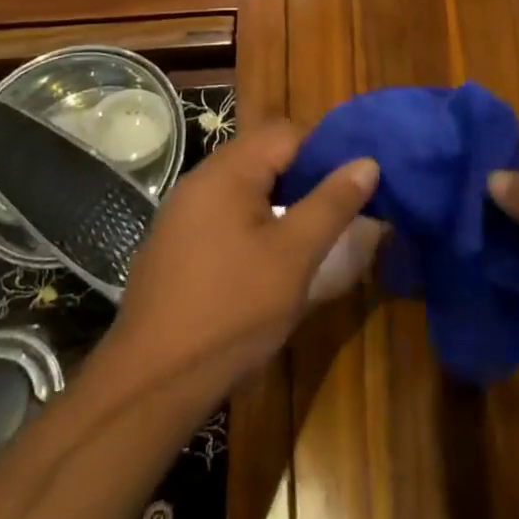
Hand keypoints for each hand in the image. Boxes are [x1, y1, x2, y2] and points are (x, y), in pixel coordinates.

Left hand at [109, 121, 380, 396]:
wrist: (151, 386)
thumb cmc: (231, 312)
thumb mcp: (294, 256)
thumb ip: (332, 204)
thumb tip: (367, 162)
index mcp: (227, 172)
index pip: (286, 132)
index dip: (326, 148)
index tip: (355, 179)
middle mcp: (199, 181)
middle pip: (263, 155)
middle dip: (305, 174)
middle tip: (340, 207)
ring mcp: (181, 214)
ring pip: (244, 186)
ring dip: (281, 198)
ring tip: (312, 232)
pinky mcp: (175, 246)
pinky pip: (224, 214)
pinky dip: (254, 221)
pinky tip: (270, 258)